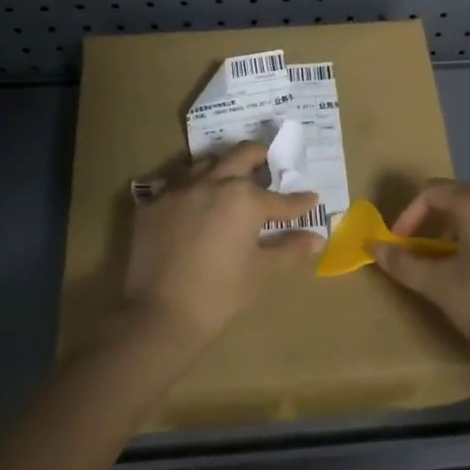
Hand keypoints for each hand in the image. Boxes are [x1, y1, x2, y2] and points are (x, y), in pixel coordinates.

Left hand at [118, 142, 320, 354]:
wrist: (160, 315)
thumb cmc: (220, 294)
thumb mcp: (261, 271)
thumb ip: (290, 248)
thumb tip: (317, 239)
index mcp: (244, 198)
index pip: (280, 198)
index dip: (299, 202)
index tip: (310, 199)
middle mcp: (212, 183)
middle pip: (242, 154)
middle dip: (261, 158)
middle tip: (269, 167)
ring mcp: (178, 190)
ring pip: (205, 163)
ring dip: (223, 168)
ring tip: (230, 183)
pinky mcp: (152, 205)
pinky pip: (176, 186)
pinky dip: (191, 191)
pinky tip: (194, 207)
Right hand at [372, 179, 469, 372]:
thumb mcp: (440, 287)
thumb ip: (404, 263)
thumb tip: (375, 248)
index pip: (434, 192)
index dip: (409, 215)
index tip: (400, 245)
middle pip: (463, 202)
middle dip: (437, 226)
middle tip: (426, 258)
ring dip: (465, 237)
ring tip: (458, 271)